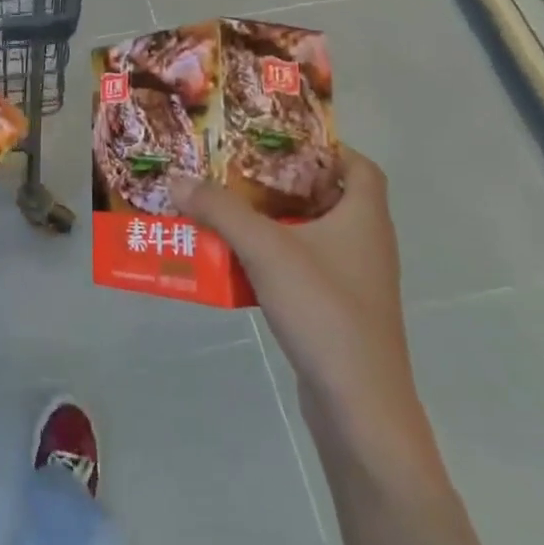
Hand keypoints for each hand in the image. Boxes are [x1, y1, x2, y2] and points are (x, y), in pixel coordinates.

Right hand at [172, 151, 419, 437]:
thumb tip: (177, 179)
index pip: (358, 165)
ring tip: (228, 210)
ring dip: (273, 222)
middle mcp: (366, 243)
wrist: (358, 404)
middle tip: (237, 170)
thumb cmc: (323, 310)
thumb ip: (220, 211)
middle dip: (283, 182)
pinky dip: (274, 258)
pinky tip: (237, 262)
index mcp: (364, 217)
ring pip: (312, 235)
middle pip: (327, 197)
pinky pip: (303, 269)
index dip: (325, 147)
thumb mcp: (265, 250)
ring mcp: (354, 281)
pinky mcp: (338, 311)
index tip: (279, 140)